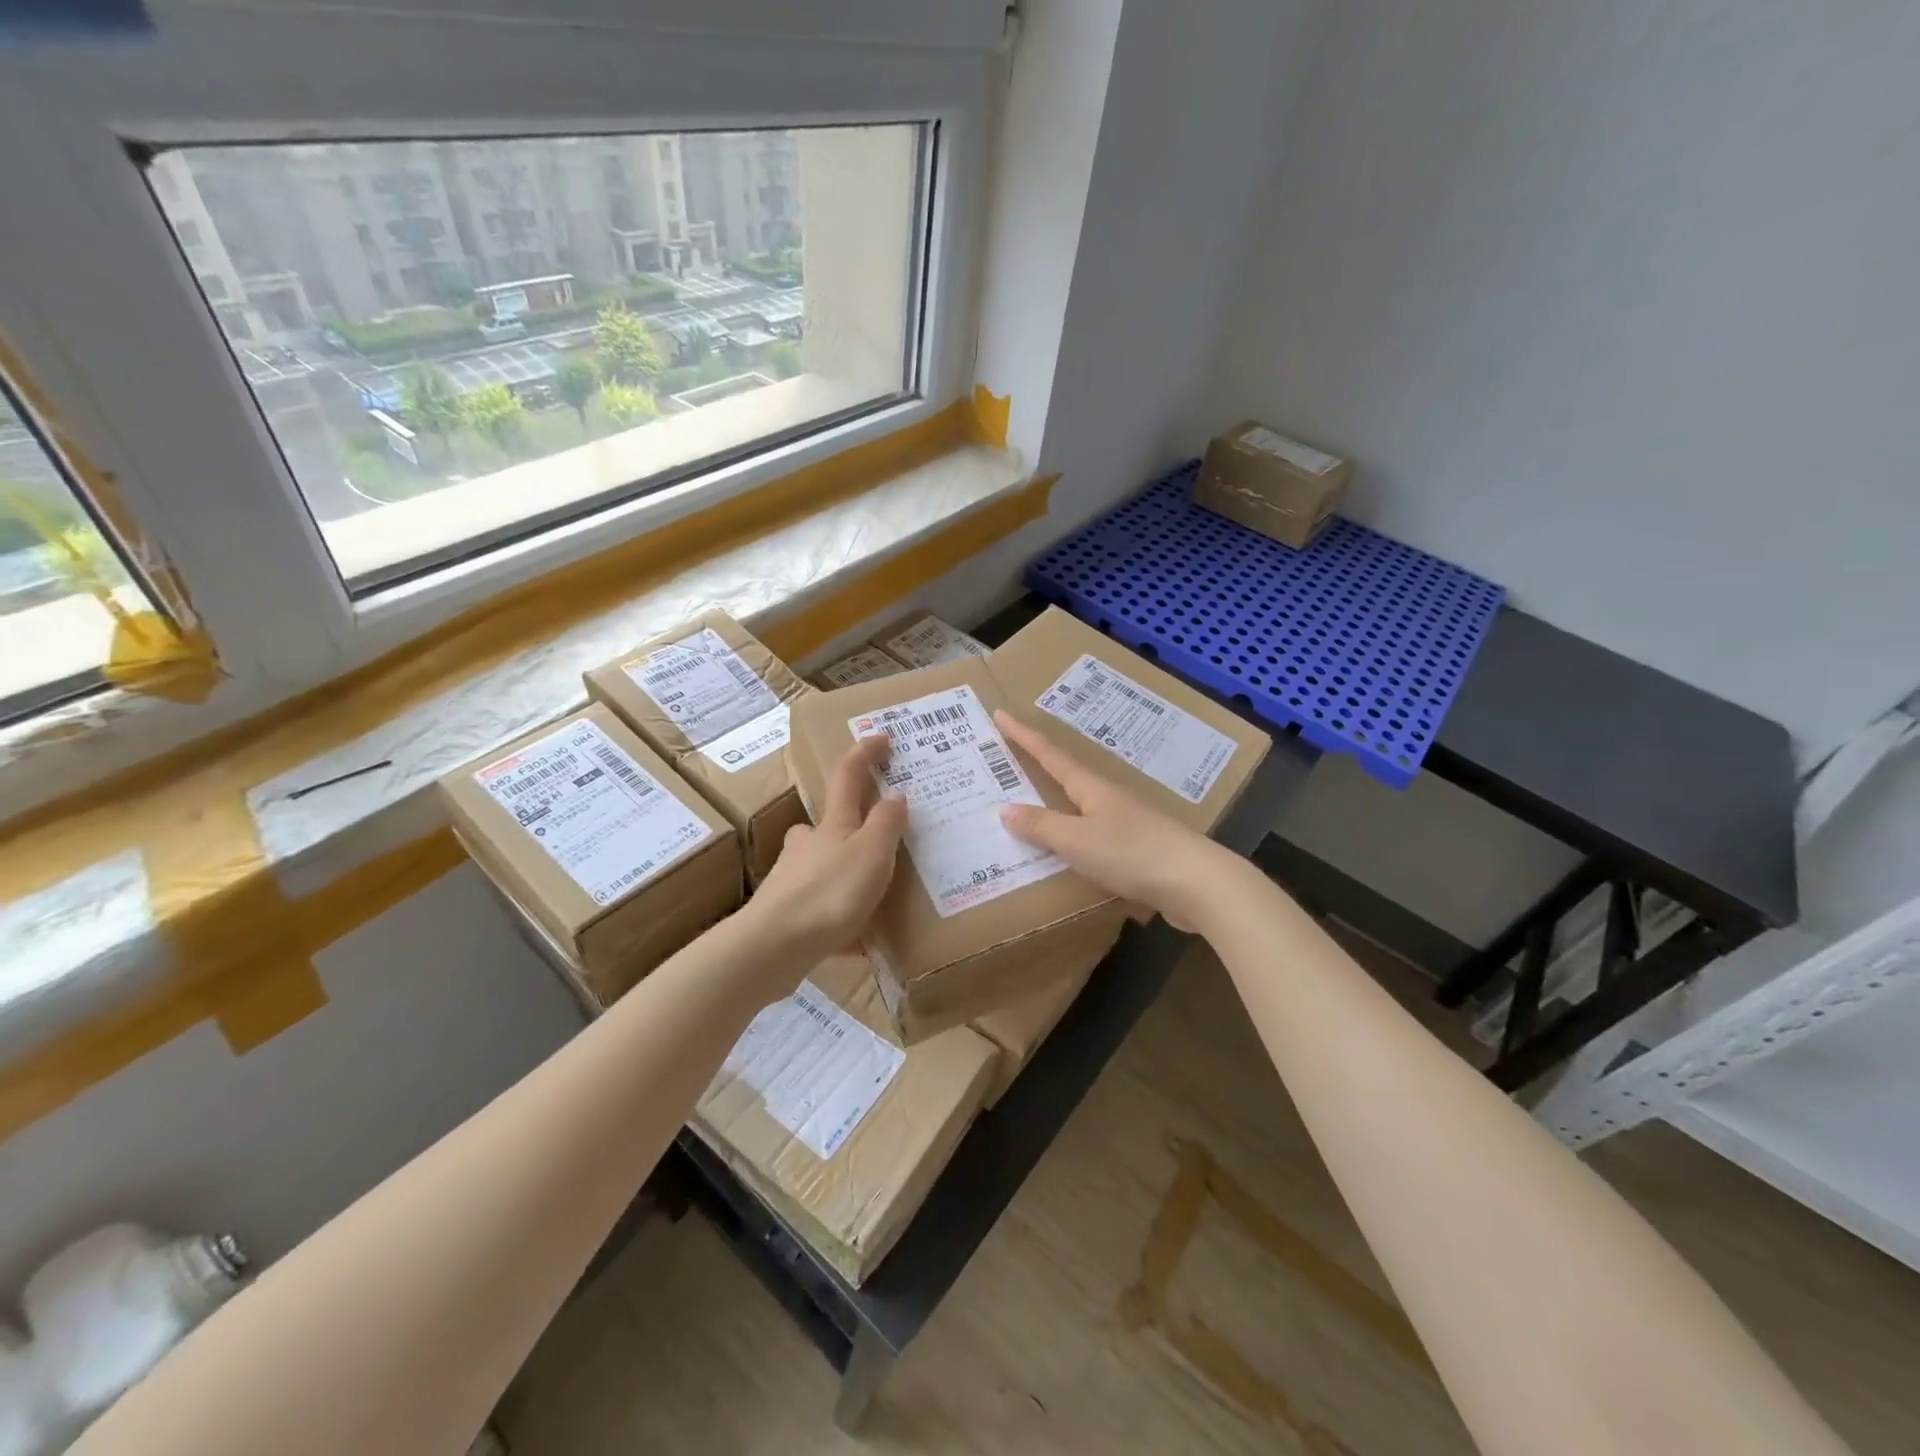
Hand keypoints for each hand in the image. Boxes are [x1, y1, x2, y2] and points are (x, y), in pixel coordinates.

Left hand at [749, 734, 906, 960]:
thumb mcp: (871, 854)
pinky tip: (857, 944)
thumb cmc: (829, 893)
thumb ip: (886, 824)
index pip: (847, 775)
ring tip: (873, 899)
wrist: (772, 947)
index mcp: (832, 825)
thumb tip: (895, 795)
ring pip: (822, 867)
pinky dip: (840, 919)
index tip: (881, 737)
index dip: (865, 753)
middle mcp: (807, 845)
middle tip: (878, 842)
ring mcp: (792, 879)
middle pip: (828, 824)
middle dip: (850, 825)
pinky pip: (820, 910)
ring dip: (845, 874)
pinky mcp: (786, 914)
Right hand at [994, 711, 1234, 931]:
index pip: (1050, 755)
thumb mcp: (1077, 840)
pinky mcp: (1139, 849)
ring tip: (1031, 805)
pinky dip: (1074, 835)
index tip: (1001, 714)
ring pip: (1082, 806)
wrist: (1198, 884)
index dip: (1024, 736)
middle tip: (1008, 757)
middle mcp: (1109, 798)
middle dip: (1038, 765)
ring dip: (1056, 802)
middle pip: (1068, 775)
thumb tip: (1004, 809)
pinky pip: (1094, 835)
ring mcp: (1128, 823)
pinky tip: (1068, 850)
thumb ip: (1041, 826)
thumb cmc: (1132, 854)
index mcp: (1092, 788)